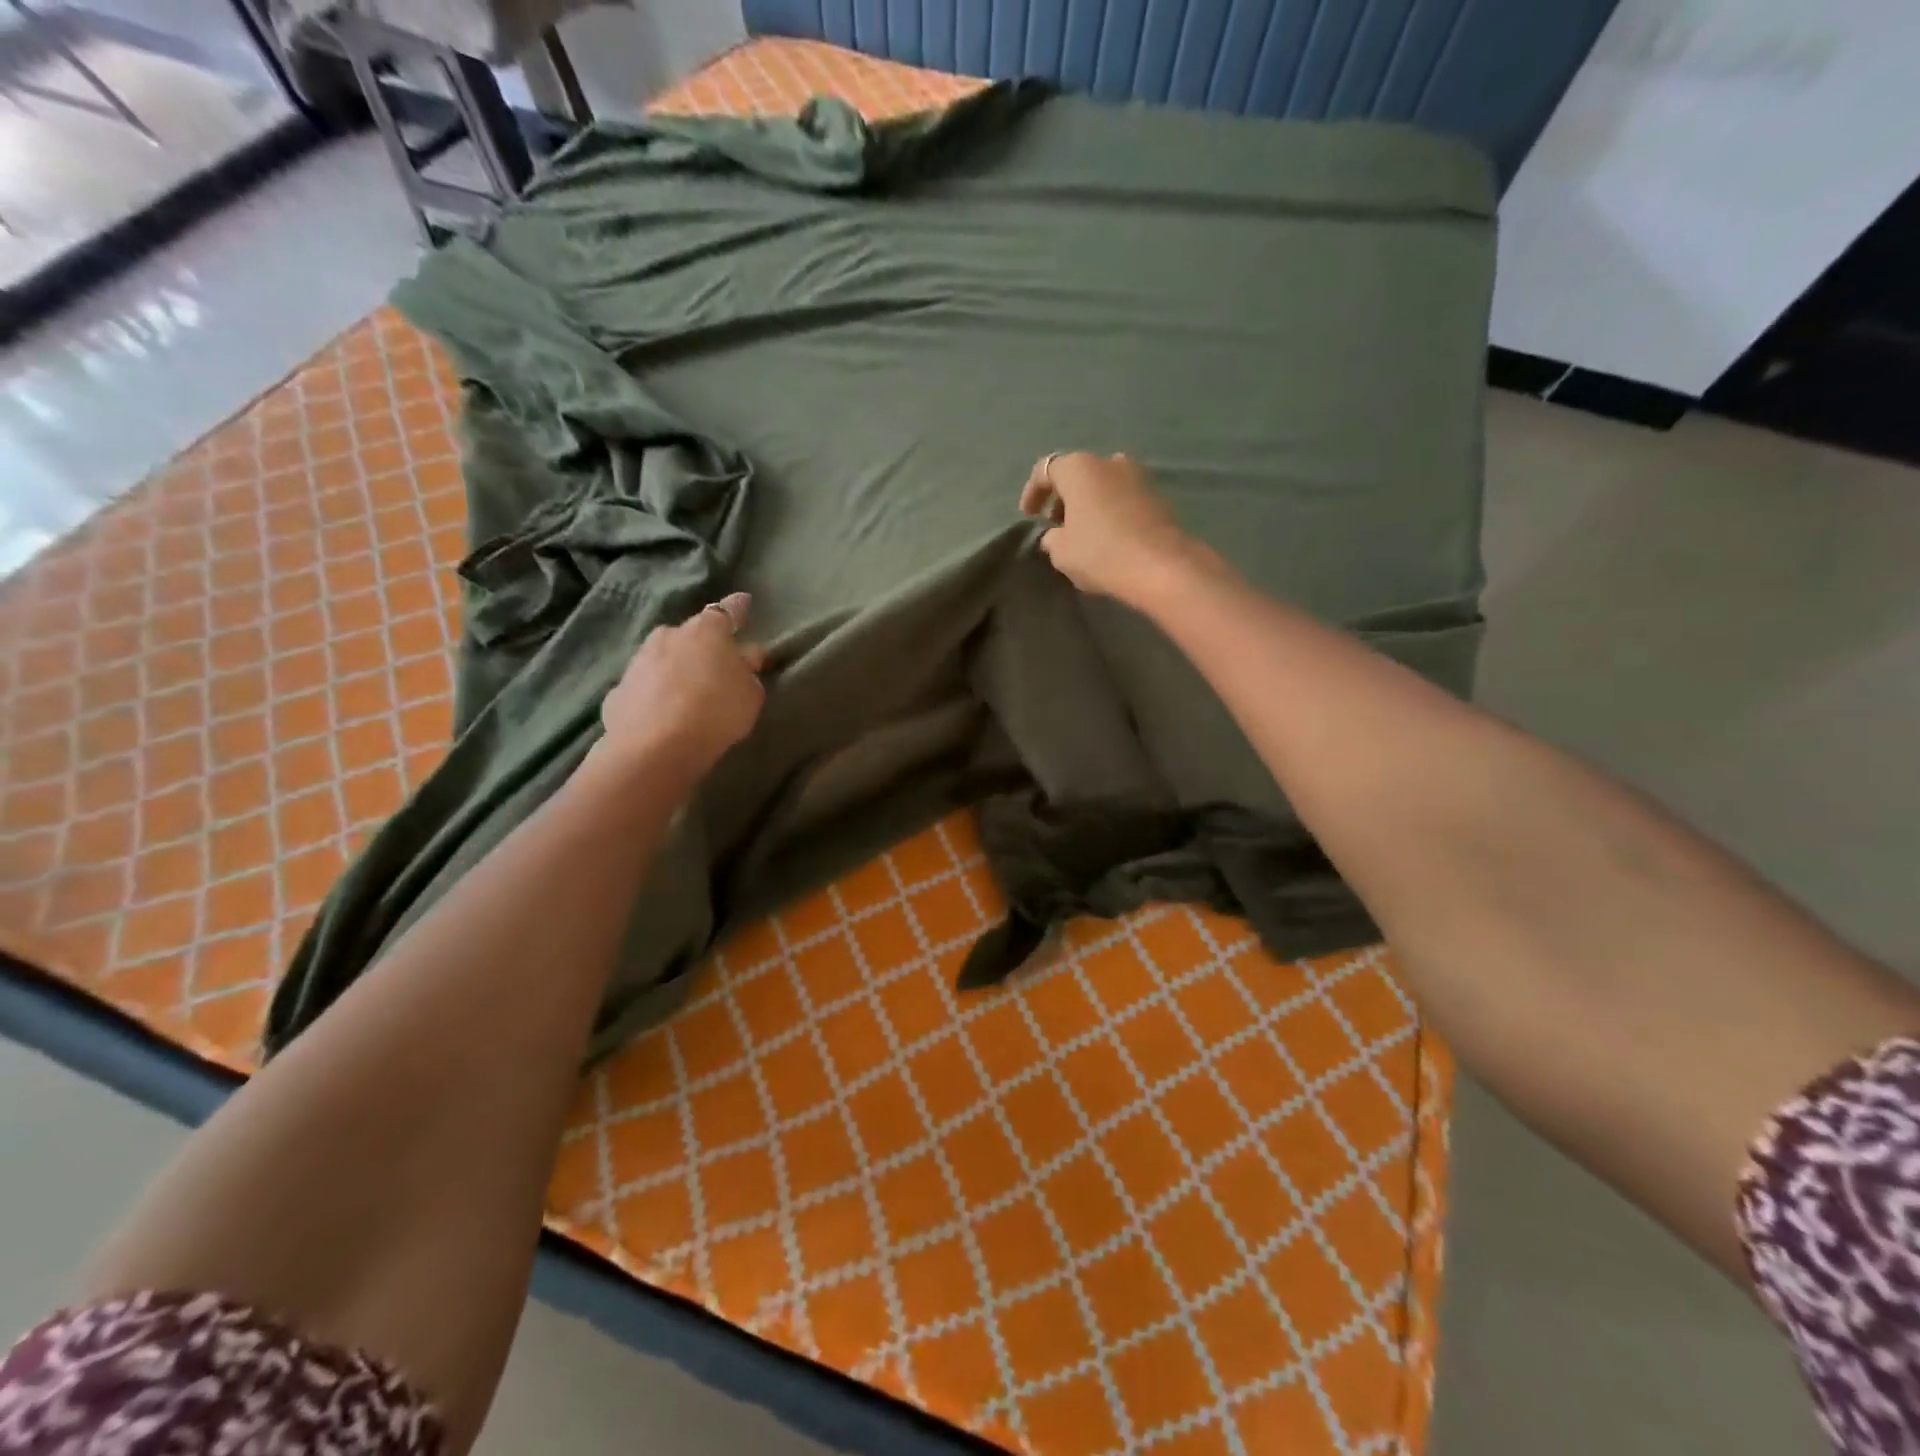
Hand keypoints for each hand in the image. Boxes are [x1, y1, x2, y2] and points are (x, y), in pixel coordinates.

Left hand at [596, 591, 766, 782]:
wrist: (655, 748)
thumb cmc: (716, 713)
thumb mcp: (750, 695)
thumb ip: (748, 673)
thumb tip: (744, 659)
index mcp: (706, 631)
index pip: (727, 611)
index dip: (737, 608)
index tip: (743, 601)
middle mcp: (669, 635)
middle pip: (690, 635)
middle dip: (702, 647)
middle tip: (715, 668)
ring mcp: (638, 661)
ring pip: (663, 659)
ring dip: (675, 670)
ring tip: (686, 696)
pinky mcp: (617, 690)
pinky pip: (644, 687)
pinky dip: (654, 696)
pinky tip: (661, 716)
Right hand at [1019, 452, 1205, 607]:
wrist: (1161, 566)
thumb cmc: (1100, 552)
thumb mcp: (1061, 552)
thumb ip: (1052, 538)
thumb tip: (1057, 535)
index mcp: (1079, 468)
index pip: (1045, 470)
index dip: (1033, 493)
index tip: (1029, 516)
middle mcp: (1109, 462)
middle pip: (1078, 474)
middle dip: (1063, 498)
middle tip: (1055, 525)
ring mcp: (1138, 476)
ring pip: (1103, 485)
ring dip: (1089, 504)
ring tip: (1081, 532)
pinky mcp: (1158, 497)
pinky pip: (1123, 499)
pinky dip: (1110, 511)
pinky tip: (1107, 537)